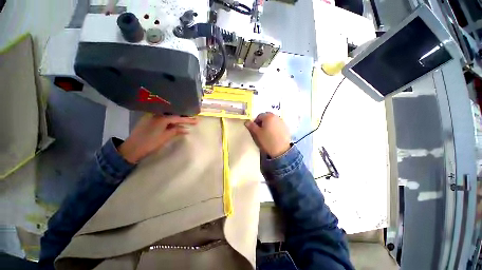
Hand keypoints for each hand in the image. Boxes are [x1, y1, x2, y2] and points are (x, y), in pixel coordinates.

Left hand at [118, 114, 196, 162]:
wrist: (131, 149)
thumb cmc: (150, 143)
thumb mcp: (165, 137)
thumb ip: (176, 131)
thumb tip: (186, 129)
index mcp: (161, 118)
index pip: (178, 118)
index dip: (188, 120)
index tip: (197, 121)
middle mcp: (156, 114)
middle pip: (173, 115)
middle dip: (183, 118)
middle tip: (193, 120)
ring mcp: (151, 117)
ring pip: (168, 117)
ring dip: (177, 120)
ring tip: (186, 122)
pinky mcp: (149, 121)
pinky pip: (163, 119)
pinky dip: (170, 122)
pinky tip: (175, 124)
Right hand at [244, 112, 290, 157]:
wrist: (281, 150)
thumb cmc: (267, 140)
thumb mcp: (257, 133)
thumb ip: (252, 126)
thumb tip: (247, 122)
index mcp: (268, 116)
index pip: (259, 116)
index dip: (255, 121)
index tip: (254, 128)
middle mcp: (276, 117)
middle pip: (267, 117)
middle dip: (262, 122)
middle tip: (260, 130)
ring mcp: (282, 122)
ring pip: (273, 120)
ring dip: (269, 124)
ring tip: (267, 133)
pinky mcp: (286, 127)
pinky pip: (278, 124)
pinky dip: (274, 127)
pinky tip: (273, 135)